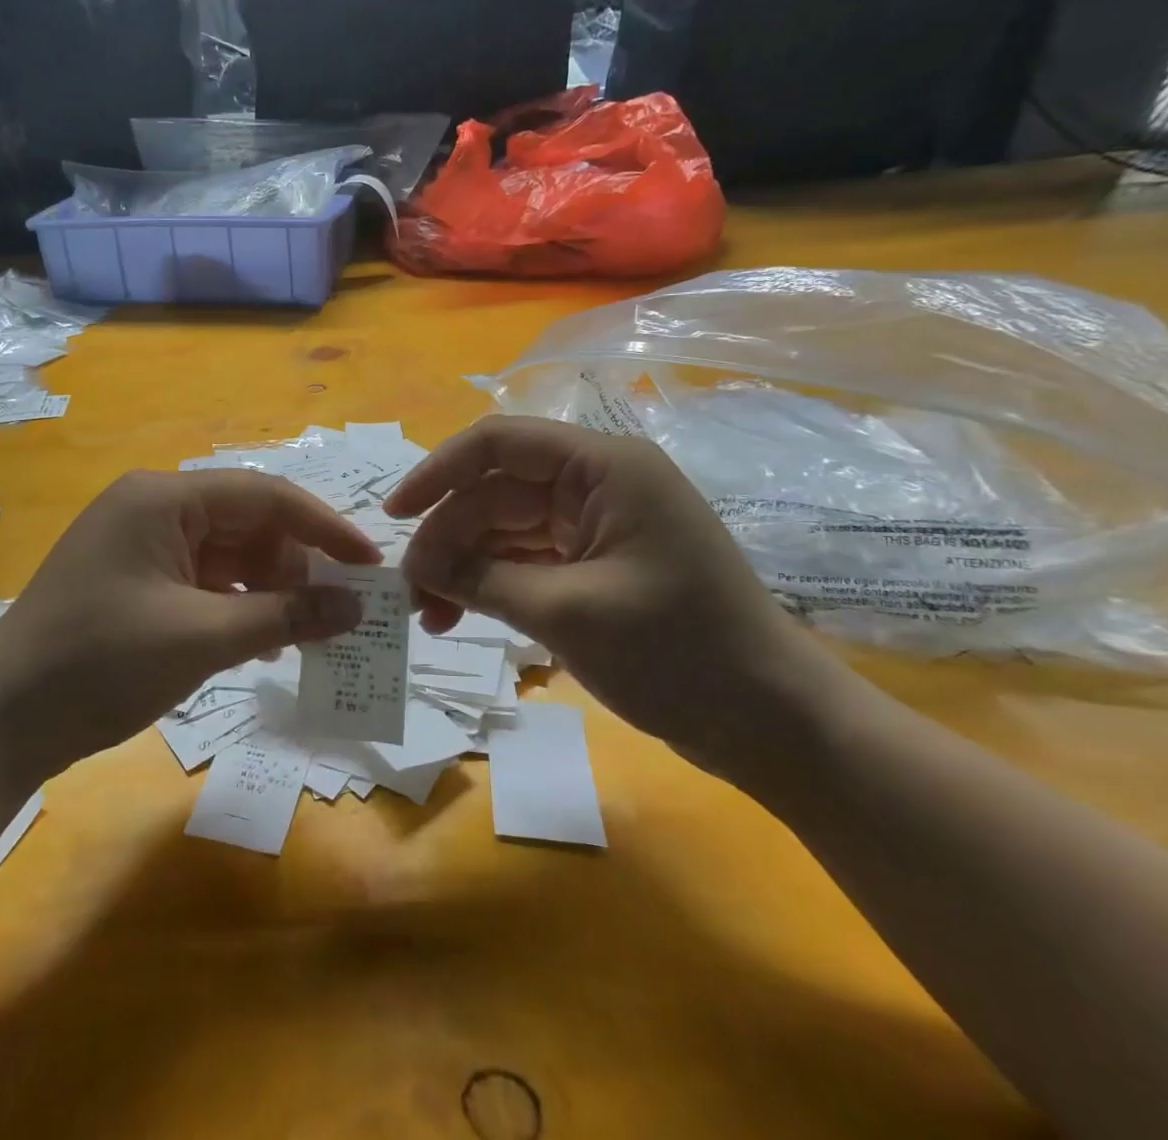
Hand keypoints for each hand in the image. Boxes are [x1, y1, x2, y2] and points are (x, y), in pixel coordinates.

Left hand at [0, 470, 378, 799]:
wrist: (0, 722)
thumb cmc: (101, 664)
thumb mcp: (202, 638)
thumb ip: (285, 615)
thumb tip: (355, 607)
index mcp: (162, 498)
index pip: (263, 495)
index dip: (323, 527)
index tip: (369, 564)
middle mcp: (151, 508)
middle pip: (246, 523)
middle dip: (296, 564)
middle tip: (343, 608)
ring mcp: (140, 545)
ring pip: (227, 554)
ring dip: (270, 589)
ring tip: (310, 631)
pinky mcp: (134, 581)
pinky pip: (202, 580)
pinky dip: (237, 605)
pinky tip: (264, 641)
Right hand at [387, 416, 846, 783]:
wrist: (774, 725)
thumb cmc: (680, 654)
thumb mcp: (567, 613)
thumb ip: (483, 580)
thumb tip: (415, 567)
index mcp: (602, 469)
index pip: (499, 444)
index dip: (437, 472)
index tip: (393, 516)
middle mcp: (596, 486)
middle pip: (495, 494)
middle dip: (447, 540)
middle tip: (410, 595)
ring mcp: (596, 526)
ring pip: (505, 531)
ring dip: (464, 568)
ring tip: (430, 618)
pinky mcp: (595, 565)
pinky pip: (526, 561)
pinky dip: (492, 585)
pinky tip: (460, 616)